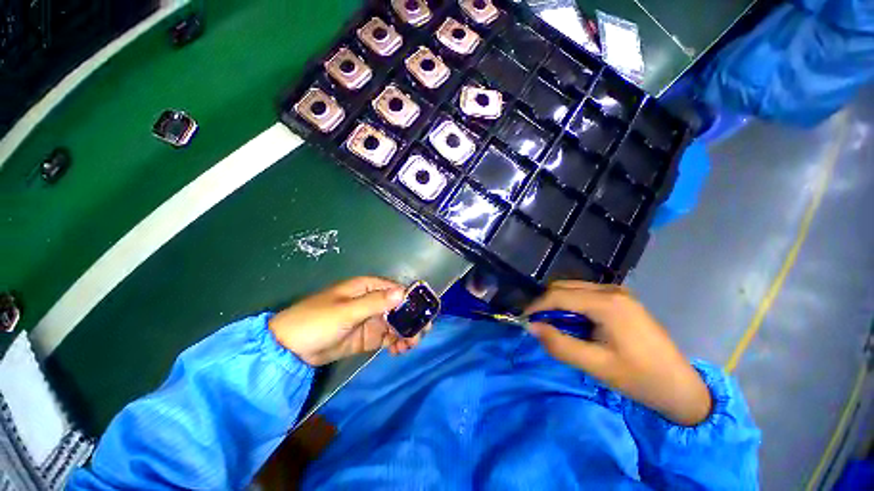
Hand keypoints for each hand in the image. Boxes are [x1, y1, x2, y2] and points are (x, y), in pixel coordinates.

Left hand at [268, 277, 426, 365]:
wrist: (290, 349)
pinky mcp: (368, 337)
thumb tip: (402, 293)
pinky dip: (396, 343)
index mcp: (367, 288)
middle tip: (422, 332)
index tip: (424, 313)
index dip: (411, 300)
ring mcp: (371, 320)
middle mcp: (372, 301)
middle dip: (412, 319)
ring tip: (410, 345)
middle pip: (399, 307)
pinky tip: (399, 350)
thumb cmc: (316, 321)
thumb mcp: (346, 311)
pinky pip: (388, 337)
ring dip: (406, 333)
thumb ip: (374, 302)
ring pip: (396, 323)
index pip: (395, 289)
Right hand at [524, 281, 711, 425]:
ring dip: (557, 303)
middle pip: (564, 287)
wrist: (681, 387)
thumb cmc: (639, 378)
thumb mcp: (596, 366)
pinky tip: (572, 322)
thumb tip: (531, 327)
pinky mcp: (620, 299)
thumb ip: (559, 345)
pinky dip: (571, 304)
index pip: (559, 295)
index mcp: (607, 303)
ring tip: (551, 324)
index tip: (523, 320)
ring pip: (573, 288)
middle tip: (536, 323)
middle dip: (545, 303)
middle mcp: (611, 290)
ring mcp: (618, 292)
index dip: (536, 306)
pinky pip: (585, 294)